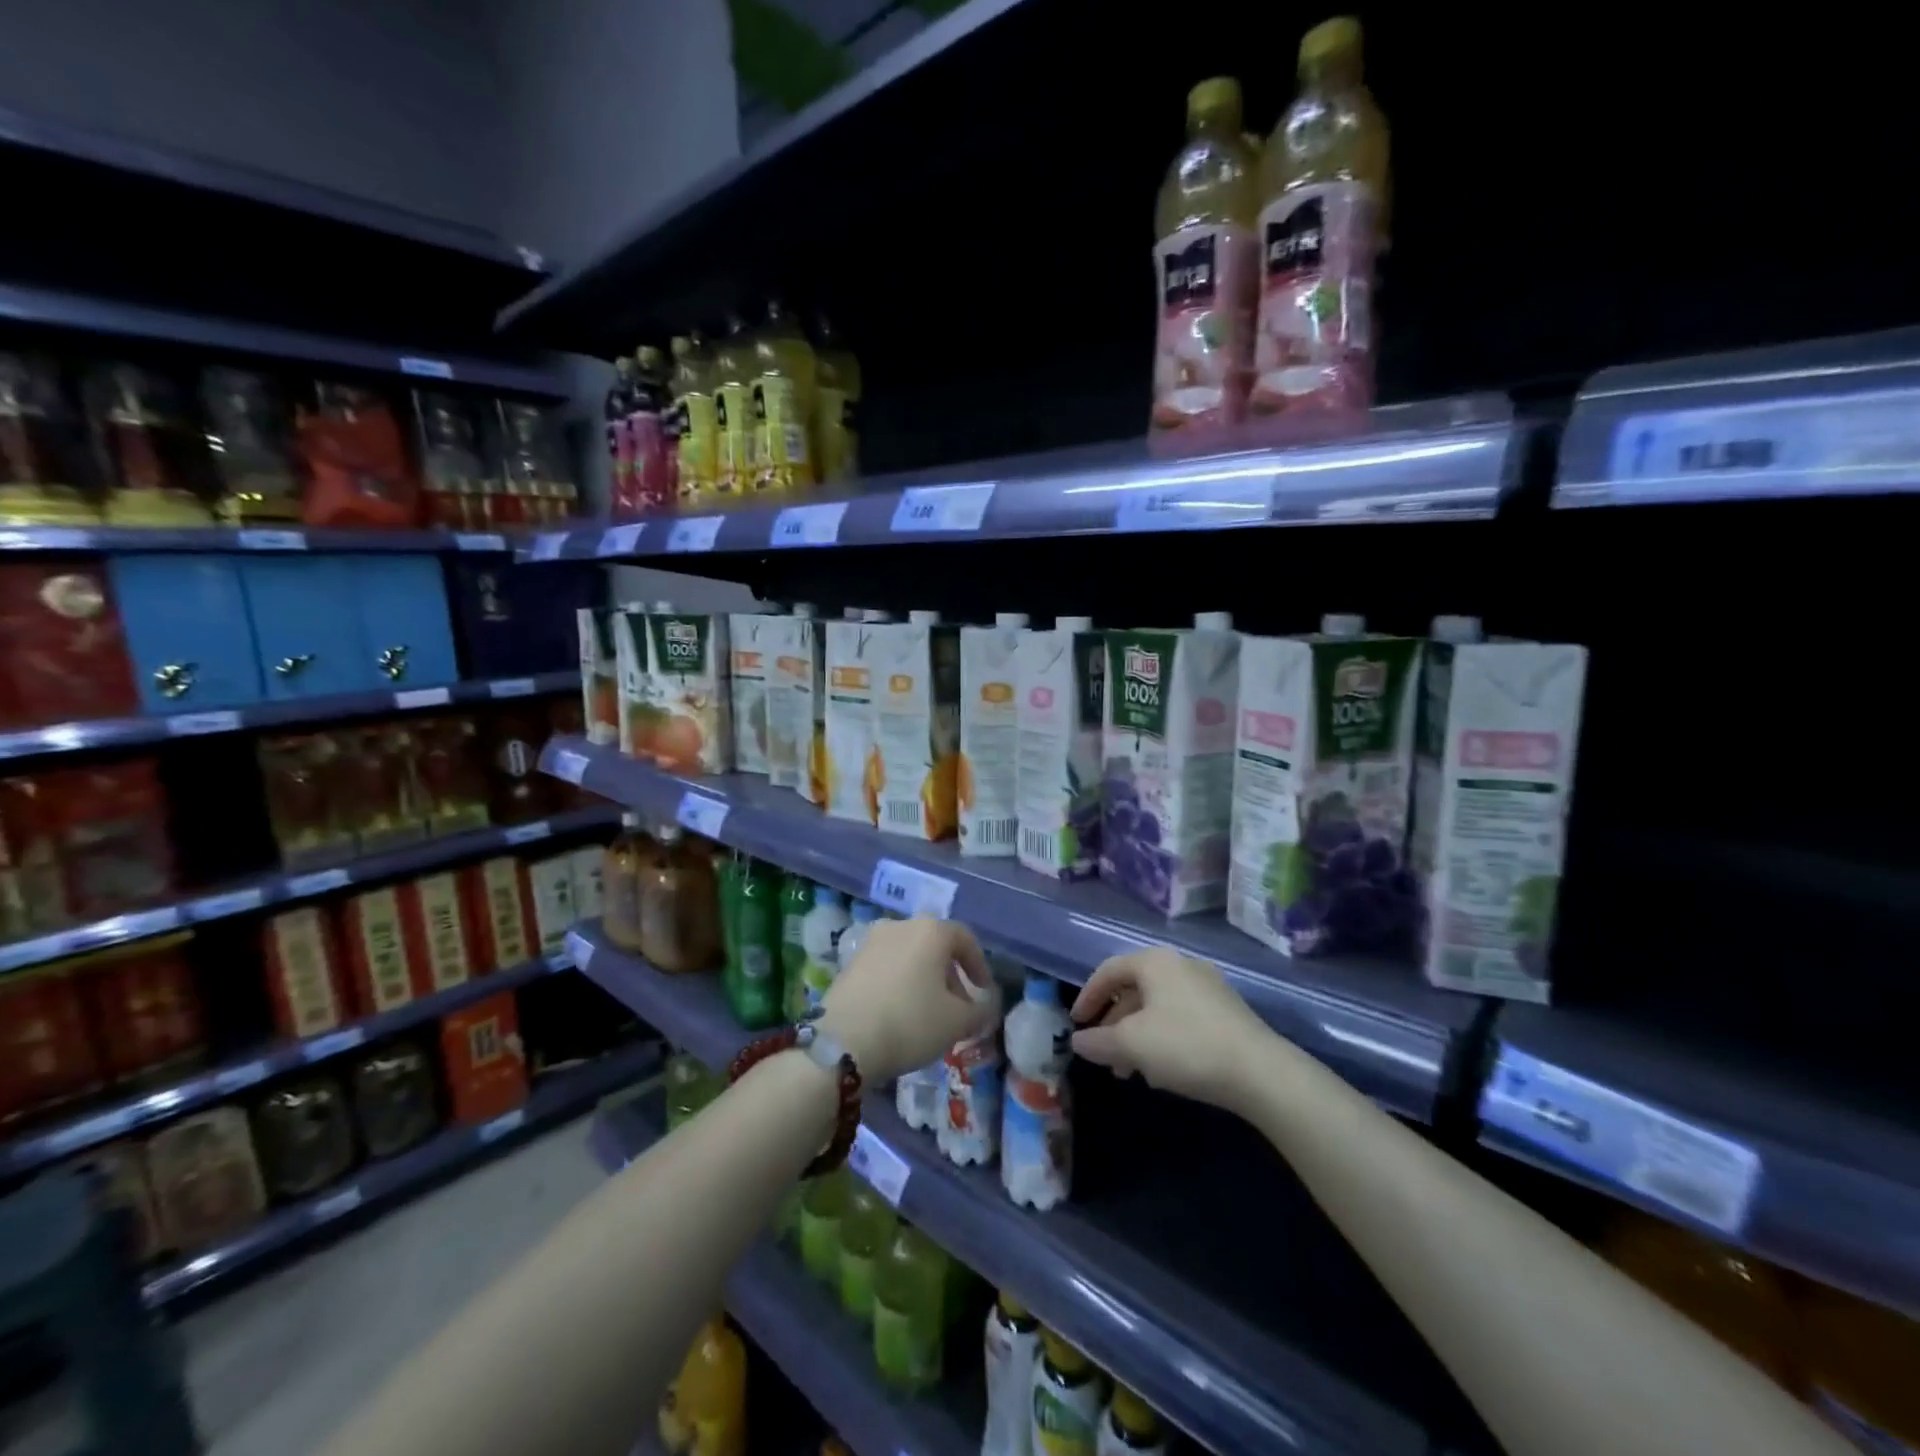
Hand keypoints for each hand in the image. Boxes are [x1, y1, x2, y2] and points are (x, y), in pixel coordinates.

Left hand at [820, 916, 998, 1084]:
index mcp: (931, 931)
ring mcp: (871, 942)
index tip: (983, 991)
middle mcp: (901, 926)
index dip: (978, 965)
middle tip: (958, 1006)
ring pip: (909, 955)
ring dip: (924, 978)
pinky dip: (899, 982)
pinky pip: (886, 966)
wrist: (843, 1041)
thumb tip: (985, 1005)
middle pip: (934, 945)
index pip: (964, 938)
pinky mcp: (850, 962)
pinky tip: (900, 1012)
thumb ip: (980, 1011)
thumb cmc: (910, 1022)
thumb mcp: (957, 1022)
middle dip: (950, 974)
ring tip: (929, 1013)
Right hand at [1069, 947, 1275, 1112]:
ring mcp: (1207, 987)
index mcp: (1155, 962)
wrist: (1260, 1071)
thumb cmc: (1185, 1045)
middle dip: (1114, 1024)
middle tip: (1103, 1053)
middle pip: (1134, 989)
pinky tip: (1162, 1070)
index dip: (1088, 996)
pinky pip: (1180, 1017)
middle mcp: (1181, 965)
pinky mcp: (1226, 1012)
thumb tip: (1078, 1041)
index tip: (1076, 1024)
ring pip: (1158, 1007)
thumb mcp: (1131, 1045)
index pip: (1108, 971)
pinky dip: (1161, 1038)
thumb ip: (1098, 1041)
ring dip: (1137, 1036)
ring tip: (1129, 1071)